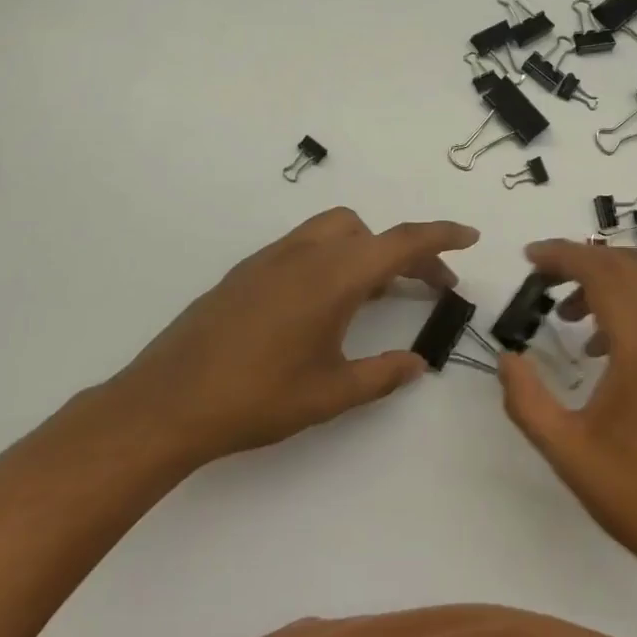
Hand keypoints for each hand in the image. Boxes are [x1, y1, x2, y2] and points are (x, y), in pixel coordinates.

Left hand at [103, 208, 478, 462]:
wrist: (166, 404)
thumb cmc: (257, 398)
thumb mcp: (332, 393)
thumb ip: (383, 374)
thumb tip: (418, 363)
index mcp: (333, 276)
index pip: (401, 242)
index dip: (441, 237)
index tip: (470, 237)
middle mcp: (304, 254)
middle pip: (370, 232)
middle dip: (406, 251)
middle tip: (427, 287)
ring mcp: (270, 259)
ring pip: (334, 231)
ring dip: (367, 250)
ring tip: (378, 294)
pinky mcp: (246, 273)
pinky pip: (305, 247)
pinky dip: (333, 258)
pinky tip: (326, 304)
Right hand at [498, 239, 636, 582]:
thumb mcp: (567, 451)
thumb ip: (527, 400)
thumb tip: (507, 358)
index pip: (603, 274)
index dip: (563, 256)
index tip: (528, 257)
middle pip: (628, 268)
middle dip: (581, 260)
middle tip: (540, 276)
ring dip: (605, 283)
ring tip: (565, 313)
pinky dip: (626, 306)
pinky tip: (600, 347)